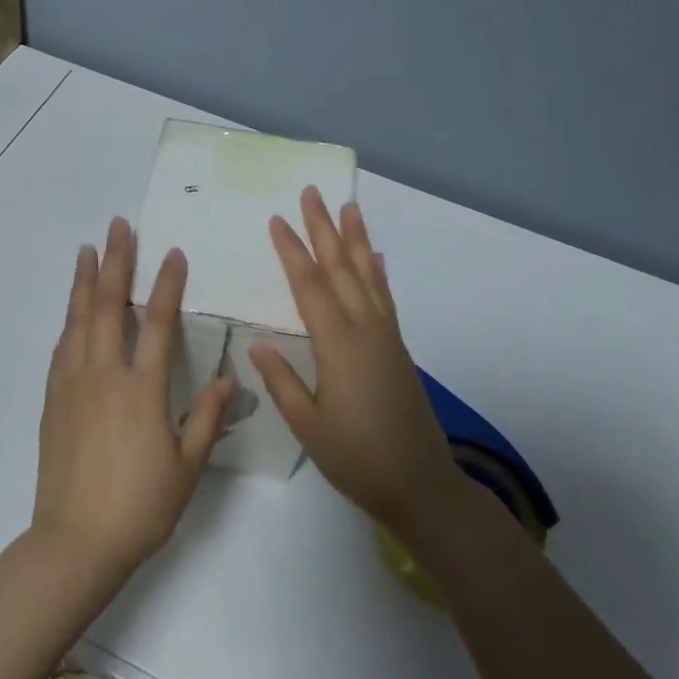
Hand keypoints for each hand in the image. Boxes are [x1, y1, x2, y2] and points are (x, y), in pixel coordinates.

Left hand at [33, 217, 237, 581]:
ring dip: (83, 281)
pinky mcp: (52, 400)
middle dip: (115, 261)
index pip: (156, 323)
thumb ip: (207, 417)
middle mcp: (103, 376)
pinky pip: (61, 348)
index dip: (166, 284)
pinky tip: (71, 310)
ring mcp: (72, 385)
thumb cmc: (140, 507)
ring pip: (77, 320)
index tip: (172, 253)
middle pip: (107, 305)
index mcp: (141, 390)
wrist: (75, 541)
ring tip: (88, 249)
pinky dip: (68, 320)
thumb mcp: (187, 467)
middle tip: (119, 226)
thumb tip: (229, 378)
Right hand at [249, 188, 458, 535]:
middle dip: (325, 229)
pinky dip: (379, 273)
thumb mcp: (308, 426)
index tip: (278, 220)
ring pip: (368, 276)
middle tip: (312, 193)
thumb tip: (259, 342)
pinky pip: (386, 299)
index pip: (310, 286)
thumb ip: (282, 381)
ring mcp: (387, 337)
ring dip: (356, 240)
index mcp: (339, 346)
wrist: (419, 484)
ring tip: (348, 207)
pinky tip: (376, 258)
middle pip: (341, 269)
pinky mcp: (399, 349)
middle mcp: (366, 331)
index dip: (292, 251)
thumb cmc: (356, 458)